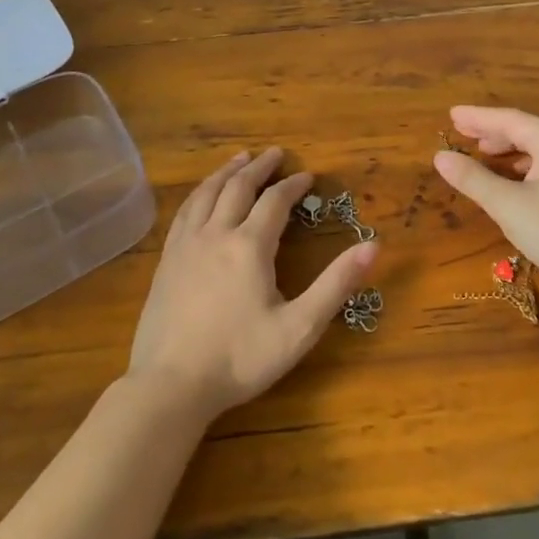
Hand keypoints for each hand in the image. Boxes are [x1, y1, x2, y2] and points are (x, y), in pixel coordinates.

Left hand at [128, 148, 376, 421]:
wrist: (170, 386)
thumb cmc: (240, 359)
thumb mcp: (299, 327)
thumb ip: (336, 285)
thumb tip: (373, 246)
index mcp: (250, 246)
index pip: (275, 202)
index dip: (293, 185)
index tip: (307, 175)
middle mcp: (216, 234)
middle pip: (238, 187)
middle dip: (259, 168)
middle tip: (274, 153)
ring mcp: (185, 246)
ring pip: (206, 193)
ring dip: (226, 172)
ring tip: (239, 159)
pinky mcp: (166, 261)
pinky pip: (184, 212)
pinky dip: (200, 193)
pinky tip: (202, 196)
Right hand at [432, 106, 538, 290]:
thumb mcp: (508, 205)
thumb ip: (473, 178)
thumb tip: (440, 157)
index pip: (509, 119)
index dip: (478, 118)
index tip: (452, 115)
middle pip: (527, 129)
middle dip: (494, 132)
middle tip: (464, 135)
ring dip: (512, 149)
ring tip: (486, 155)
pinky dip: (530, 164)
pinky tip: (519, 179)